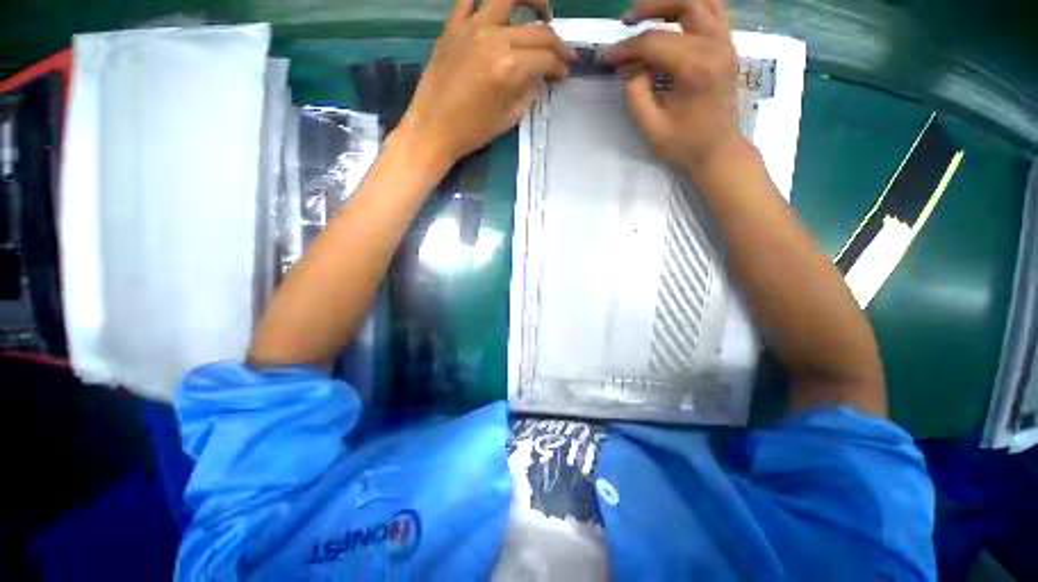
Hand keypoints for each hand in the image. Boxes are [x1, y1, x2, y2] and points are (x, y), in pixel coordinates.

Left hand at [395, 0, 573, 172]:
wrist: (433, 129)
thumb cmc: (472, 131)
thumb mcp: (508, 118)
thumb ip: (529, 93)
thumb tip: (540, 79)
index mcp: (510, 67)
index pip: (546, 58)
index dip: (560, 67)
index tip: (565, 74)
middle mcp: (494, 38)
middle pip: (537, 30)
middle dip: (556, 43)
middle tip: (561, 55)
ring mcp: (471, 27)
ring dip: (532, 2)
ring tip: (541, 15)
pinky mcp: (452, 27)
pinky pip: (470, 1)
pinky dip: (487, 3)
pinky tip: (497, 15)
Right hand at [604, 0, 744, 171]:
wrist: (718, 150)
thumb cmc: (685, 144)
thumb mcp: (652, 127)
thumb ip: (636, 95)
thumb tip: (628, 68)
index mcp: (696, 68)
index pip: (655, 43)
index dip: (626, 48)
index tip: (607, 57)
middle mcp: (715, 46)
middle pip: (684, 4)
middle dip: (650, 8)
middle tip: (626, 21)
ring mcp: (726, 43)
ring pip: (702, 1)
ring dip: (672, 3)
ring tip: (647, 15)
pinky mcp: (727, 46)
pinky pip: (714, 11)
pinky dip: (692, 8)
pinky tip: (673, 18)